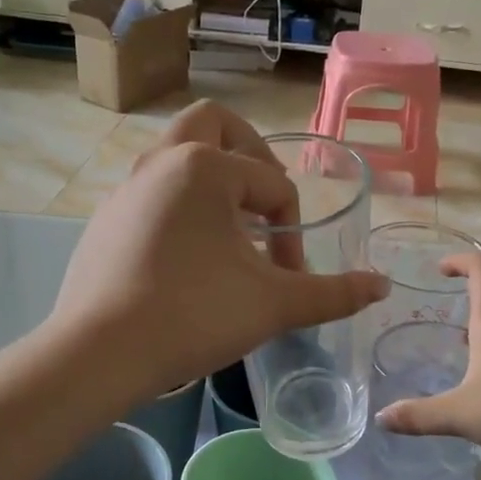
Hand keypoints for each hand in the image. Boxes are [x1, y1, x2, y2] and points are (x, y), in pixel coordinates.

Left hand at [47, 103, 387, 398]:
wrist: (99, 354)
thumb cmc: (193, 316)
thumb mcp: (273, 305)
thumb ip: (332, 293)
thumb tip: (382, 286)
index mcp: (204, 167)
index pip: (272, 184)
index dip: (293, 231)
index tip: (290, 277)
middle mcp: (160, 162)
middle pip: (213, 125)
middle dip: (250, 153)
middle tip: (265, 198)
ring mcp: (125, 189)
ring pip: (176, 155)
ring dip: (213, 178)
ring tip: (233, 229)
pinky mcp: (105, 220)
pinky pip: (152, 191)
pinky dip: (180, 205)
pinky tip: (189, 256)